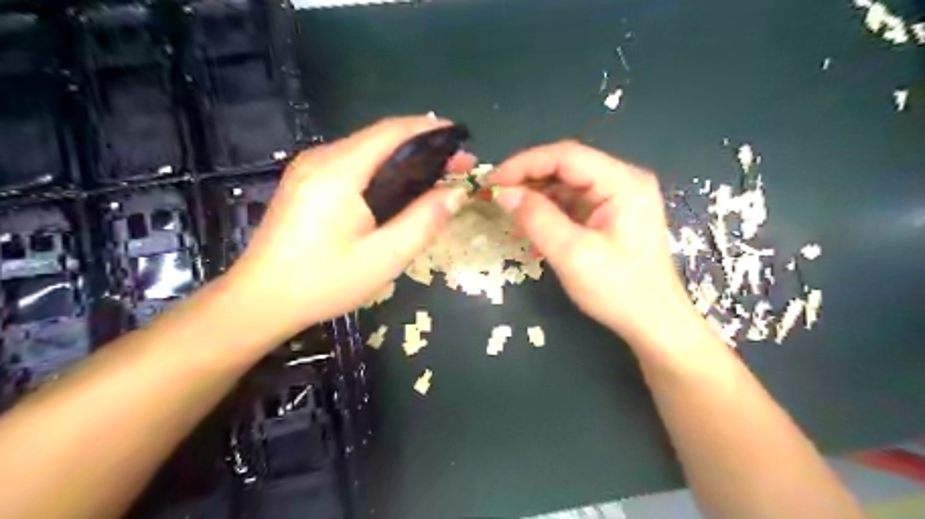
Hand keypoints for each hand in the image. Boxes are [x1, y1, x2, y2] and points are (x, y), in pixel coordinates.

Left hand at [220, 116, 472, 337]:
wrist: (261, 300)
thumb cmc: (324, 281)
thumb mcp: (384, 257)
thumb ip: (424, 221)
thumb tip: (456, 192)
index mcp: (339, 171)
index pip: (392, 132)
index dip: (431, 130)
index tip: (462, 141)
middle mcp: (321, 158)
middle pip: (380, 137)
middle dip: (422, 145)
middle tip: (455, 166)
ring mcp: (308, 168)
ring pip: (367, 149)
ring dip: (403, 157)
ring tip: (434, 177)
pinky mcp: (305, 182)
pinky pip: (352, 163)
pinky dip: (383, 168)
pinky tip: (398, 188)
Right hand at [490, 140, 693, 344]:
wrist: (654, 323)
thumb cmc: (619, 291)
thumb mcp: (573, 255)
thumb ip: (537, 219)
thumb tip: (503, 193)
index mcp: (623, 183)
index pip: (566, 155)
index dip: (525, 163)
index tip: (493, 181)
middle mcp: (624, 181)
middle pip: (567, 166)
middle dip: (529, 178)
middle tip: (496, 196)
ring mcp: (619, 197)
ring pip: (567, 183)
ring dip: (536, 195)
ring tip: (509, 211)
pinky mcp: (611, 214)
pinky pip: (574, 201)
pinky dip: (549, 209)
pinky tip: (531, 224)